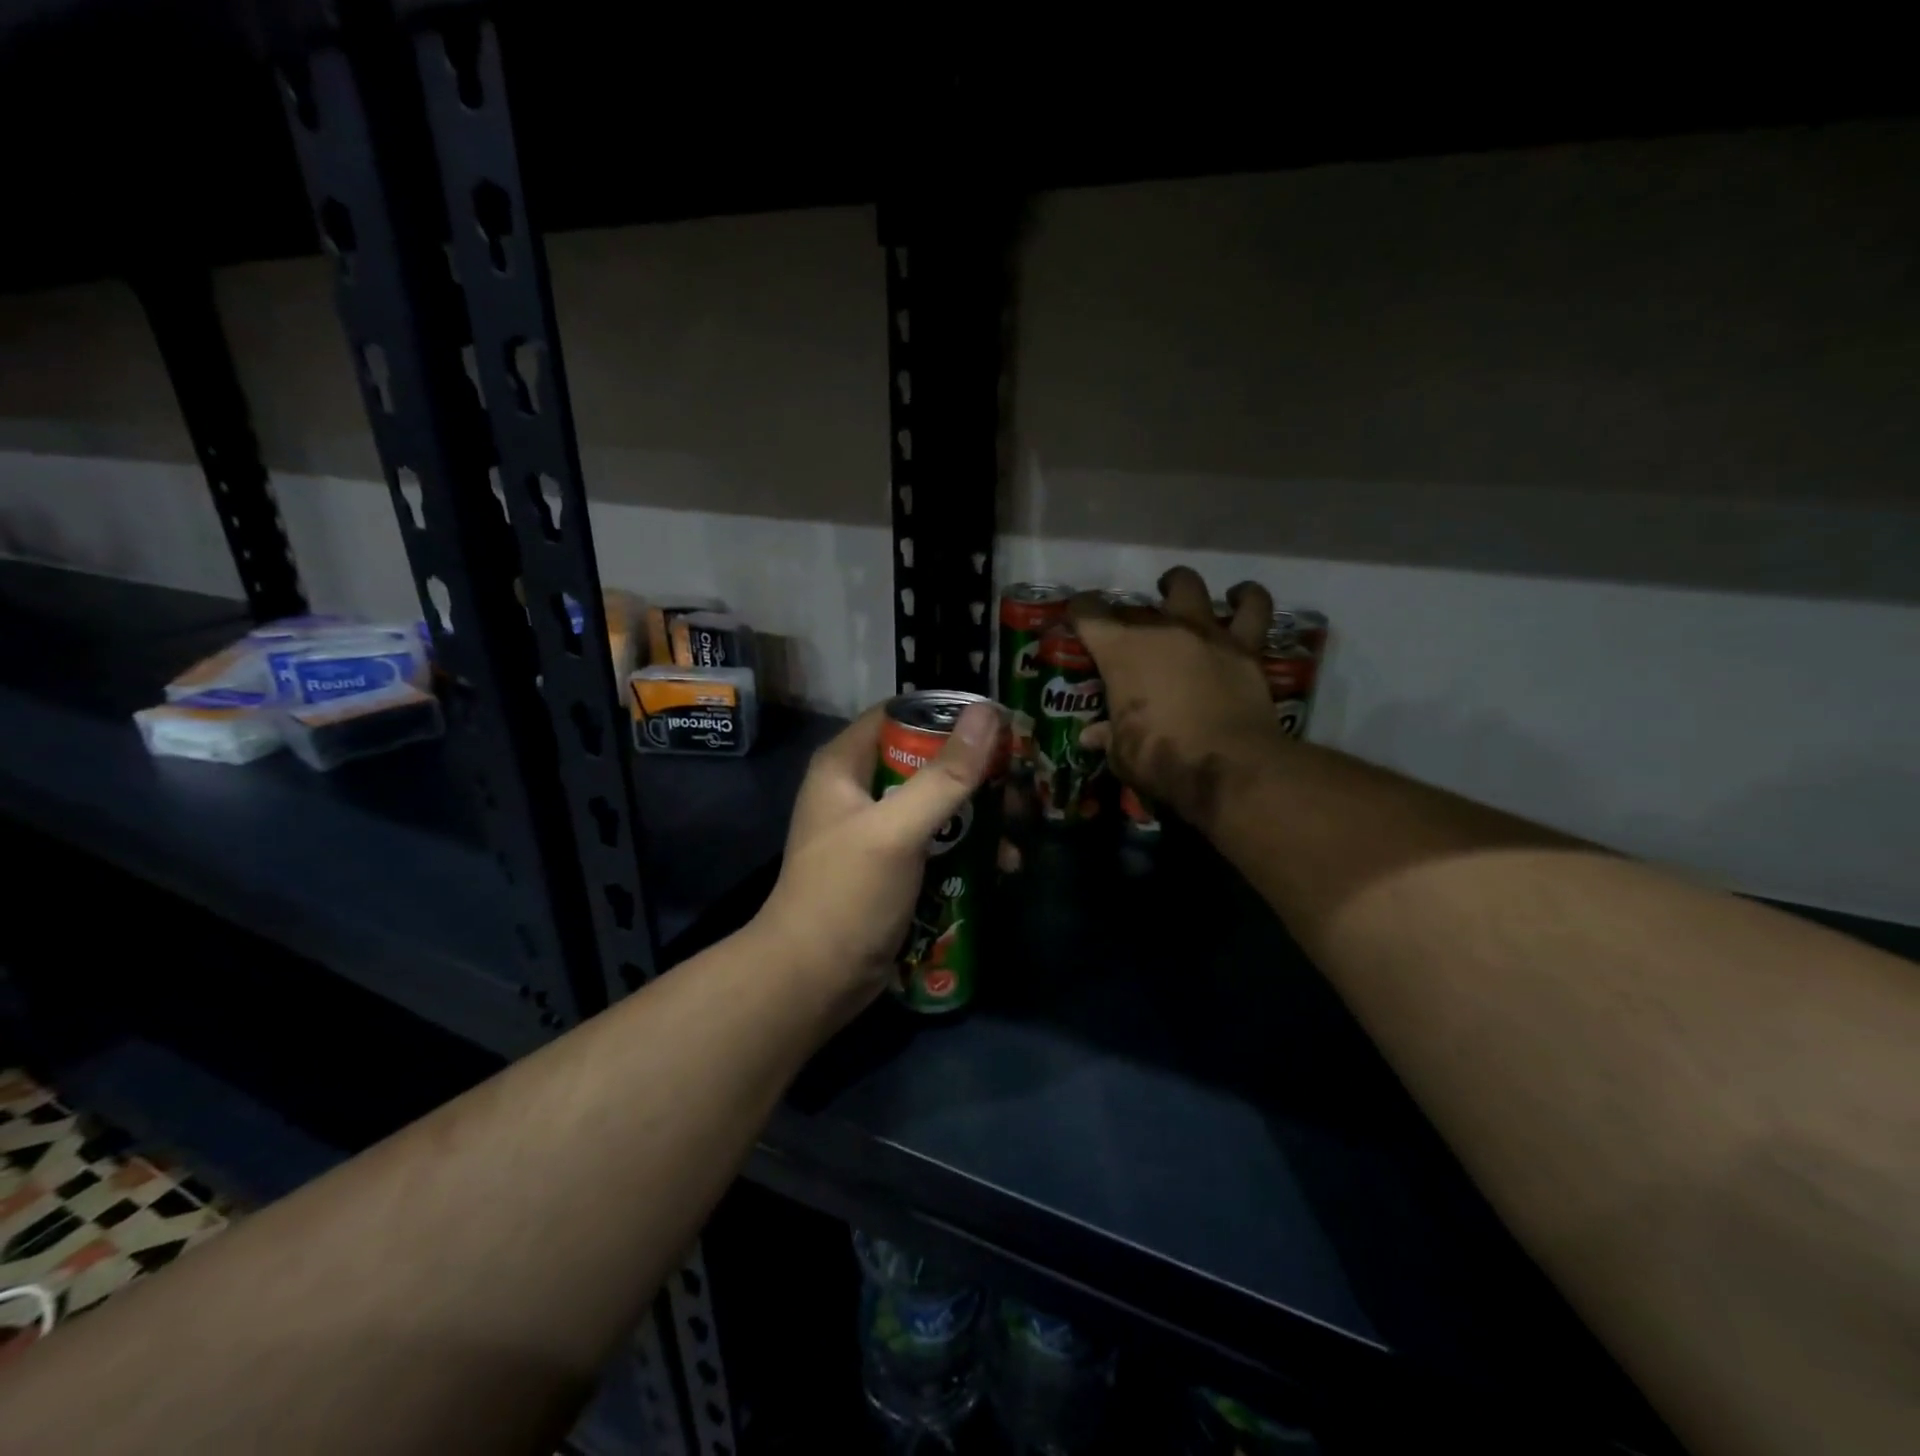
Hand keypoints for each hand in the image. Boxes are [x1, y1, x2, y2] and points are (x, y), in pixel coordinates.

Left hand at [750, 700, 1004, 1016]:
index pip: (900, 715)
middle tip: (1022, 777)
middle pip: (925, 760)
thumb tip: (989, 714)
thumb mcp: (897, 829)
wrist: (813, 982)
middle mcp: (859, 790)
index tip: (1001, 722)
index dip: (948, 713)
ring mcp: (877, 831)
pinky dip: (968, 847)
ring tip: (1020, 825)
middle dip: (974, 769)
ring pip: (937, 803)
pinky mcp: (893, 867)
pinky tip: (1003, 863)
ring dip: (978, 813)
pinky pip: (937, 842)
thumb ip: (944, 774)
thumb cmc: (847, 894)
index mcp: (845, 765)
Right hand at [1072, 566, 1279, 827]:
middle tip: (1127, 633)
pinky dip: (1246, 598)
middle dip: (1126, 615)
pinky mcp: (1245, 647)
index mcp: (1121, 651)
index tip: (1077, 619)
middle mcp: (1161, 630)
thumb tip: (1091, 736)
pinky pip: (1252, 608)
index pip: (1088, 614)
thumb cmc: (1161, 759)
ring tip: (1176, 593)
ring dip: (1180, 586)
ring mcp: (1206, 633)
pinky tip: (1240, 597)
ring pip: (1190, 587)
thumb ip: (1107, 737)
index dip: (1079, 612)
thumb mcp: (1121, 754)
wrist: (1229, 766)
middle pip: (1136, 606)